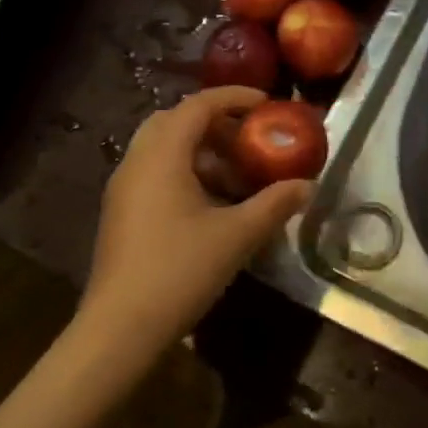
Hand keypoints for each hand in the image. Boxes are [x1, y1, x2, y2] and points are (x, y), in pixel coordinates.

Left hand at [73, 87, 312, 383]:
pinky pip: (155, 173)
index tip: (267, 104)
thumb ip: (275, 204)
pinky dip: (186, 172)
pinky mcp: (122, 213)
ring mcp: (124, 189)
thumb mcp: (237, 235)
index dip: (234, 98)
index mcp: (162, 156)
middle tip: (249, 139)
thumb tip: (307, 185)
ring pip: (163, 149)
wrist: (120, 329)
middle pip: (175, 121)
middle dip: (215, 123)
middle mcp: (137, 162)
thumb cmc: (179, 271)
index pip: (198, 106)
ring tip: (237, 176)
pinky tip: (212, 205)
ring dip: (201, 151)